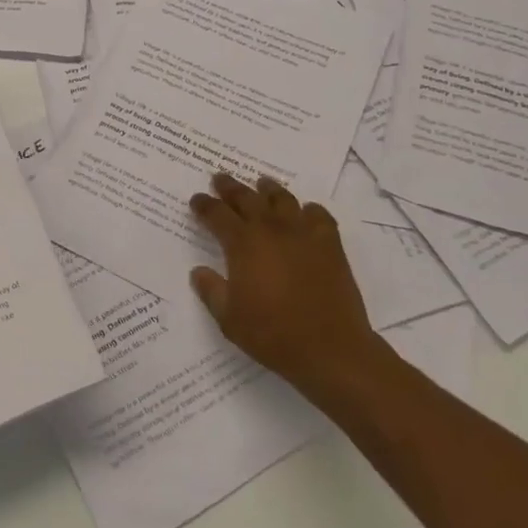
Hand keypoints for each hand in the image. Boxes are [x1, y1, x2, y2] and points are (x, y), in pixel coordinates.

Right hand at [189, 173, 378, 400]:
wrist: (330, 348)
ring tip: (261, 184)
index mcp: (243, 244)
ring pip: (282, 199)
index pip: (217, 214)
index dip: (204, 205)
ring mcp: (303, 233)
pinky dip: (308, 210)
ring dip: (268, 189)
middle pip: (247, 198)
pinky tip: (305, 213)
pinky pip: (318, 215)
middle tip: (220, 179)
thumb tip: (199, 271)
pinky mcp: (330, 243)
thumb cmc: (272, 334)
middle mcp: (271, 229)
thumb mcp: (229, 319)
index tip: (197, 199)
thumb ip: (211, 291)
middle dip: (230, 187)